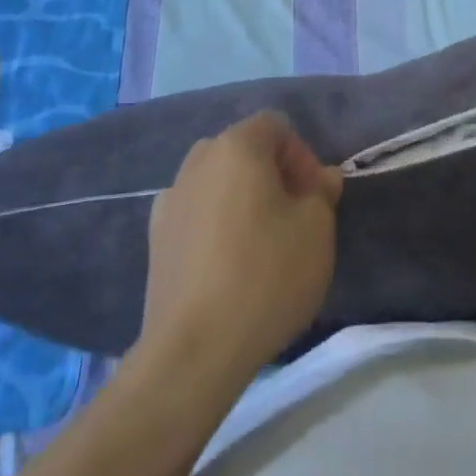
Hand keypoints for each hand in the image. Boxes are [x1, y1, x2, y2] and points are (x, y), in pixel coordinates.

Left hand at [138, 112, 342, 385]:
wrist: (193, 349)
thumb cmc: (265, 276)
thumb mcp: (317, 230)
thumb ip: (321, 193)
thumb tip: (320, 178)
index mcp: (236, 146)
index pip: (275, 126)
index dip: (302, 156)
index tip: (314, 198)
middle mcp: (198, 160)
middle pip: (243, 151)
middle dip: (273, 175)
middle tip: (294, 217)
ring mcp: (170, 199)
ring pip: (217, 182)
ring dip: (241, 199)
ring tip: (261, 244)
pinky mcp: (154, 239)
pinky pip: (195, 214)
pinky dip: (214, 226)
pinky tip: (225, 265)